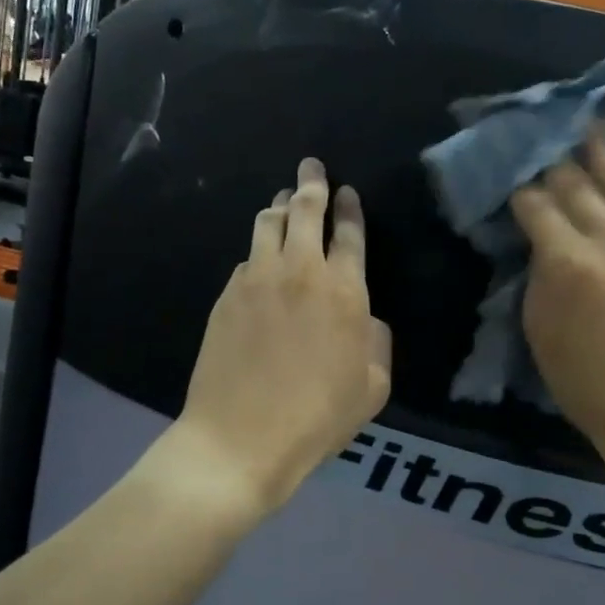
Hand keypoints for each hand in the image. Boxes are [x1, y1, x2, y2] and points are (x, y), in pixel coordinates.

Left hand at [174, 157, 391, 514]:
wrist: (241, 438)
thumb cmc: (318, 417)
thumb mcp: (373, 388)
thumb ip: (377, 344)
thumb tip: (367, 321)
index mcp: (345, 290)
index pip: (349, 233)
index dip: (349, 208)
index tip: (347, 191)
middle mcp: (300, 272)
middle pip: (305, 211)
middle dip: (312, 182)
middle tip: (312, 167)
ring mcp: (257, 280)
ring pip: (268, 224)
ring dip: (280, 206)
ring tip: (284, 199)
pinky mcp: (226, 296)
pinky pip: (246, 258)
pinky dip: (258, 250)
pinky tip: (260, 259)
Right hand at [509, 124, 604, 473]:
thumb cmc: (583, 380)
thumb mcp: (538, 327)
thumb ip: (537, 271)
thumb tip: (538, 235)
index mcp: (567, 261)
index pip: (535, 204)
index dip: (517, 186)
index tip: (506, 171)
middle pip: (574, 184)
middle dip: (551, 158)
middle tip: (536, 133)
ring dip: (597, 147)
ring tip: (582, 119)